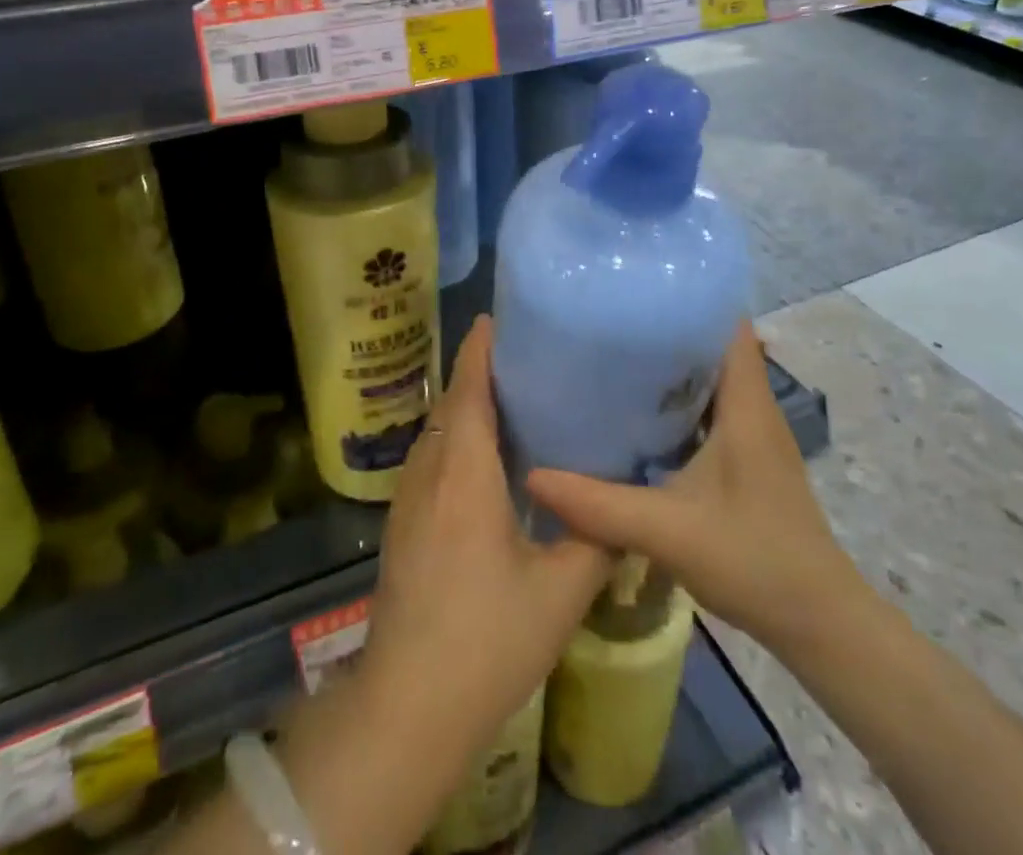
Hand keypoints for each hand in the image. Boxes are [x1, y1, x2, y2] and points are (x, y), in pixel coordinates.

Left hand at [359, 315, 613, 764]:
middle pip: (451, 404)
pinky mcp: (402, 523)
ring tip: (513, 401)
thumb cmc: (487, 640)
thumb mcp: (561, 592)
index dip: (479, 349)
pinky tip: (487, 462)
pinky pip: (431, 459)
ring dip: (467, 408)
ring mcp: (408, 498)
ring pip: (438, 432)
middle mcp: (429, 471)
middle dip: (479, 373)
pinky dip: (456, 440)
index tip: (498, 319)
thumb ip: (595, 538)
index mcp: (464, 473)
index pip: (467, 390)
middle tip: (527, 359)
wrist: (409, 704)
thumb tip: (620, 503)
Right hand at [525, 321, 868, 654]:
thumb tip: (532, 475)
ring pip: (708, 377)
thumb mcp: (667, 531)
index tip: (638, 285)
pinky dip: (675, 400)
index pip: (727, 323)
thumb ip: (599, 505)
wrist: (818, 624)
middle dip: (665, 325)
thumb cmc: (754, 560)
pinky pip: (707, 408)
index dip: (690, 296)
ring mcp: (751, 433)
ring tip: (612, 353)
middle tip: (607, 317)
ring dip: (669, 364)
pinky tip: (635, 413)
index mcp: (745, 403)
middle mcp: (752, 406)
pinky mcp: (745, 458)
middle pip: (712, 343)